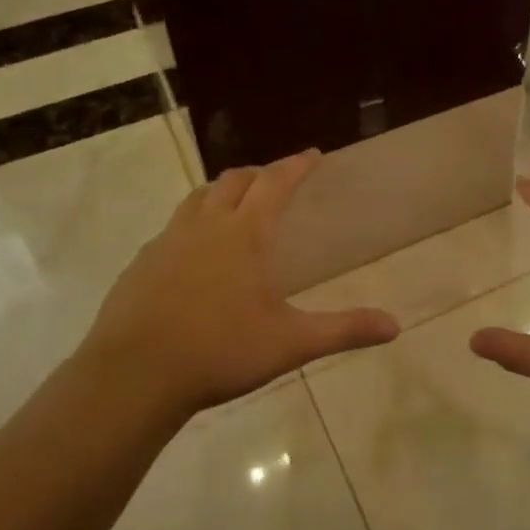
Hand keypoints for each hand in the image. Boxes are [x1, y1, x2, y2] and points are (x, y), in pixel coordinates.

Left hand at [80, 150, 400, 418]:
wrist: (133, 375)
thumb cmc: (220, 351)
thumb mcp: (291, 343)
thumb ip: (344, 330)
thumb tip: (395, 326)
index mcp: (245, 234)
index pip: (276, 183)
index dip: (296, 165)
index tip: (313, 154)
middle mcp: (206, 225)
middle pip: (234, 181)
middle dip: (259, 174)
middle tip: (276, 181)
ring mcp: (168, 241)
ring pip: (198, 198)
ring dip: (222, 192)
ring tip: (235, 205)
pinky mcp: (141, 262)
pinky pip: (173, 227)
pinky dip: (193, 223)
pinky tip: (194, 252)